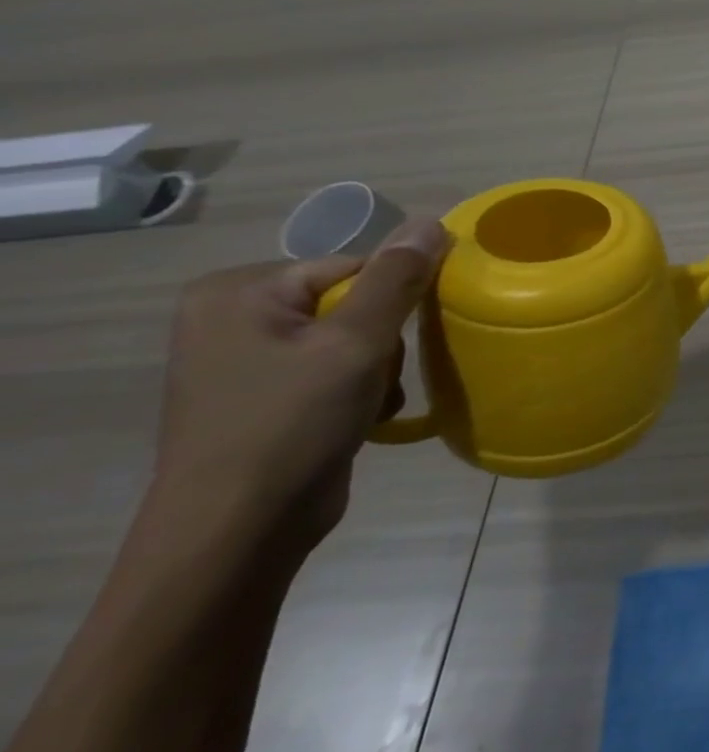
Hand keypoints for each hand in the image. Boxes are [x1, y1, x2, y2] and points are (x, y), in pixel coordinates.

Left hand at [152, 217, 449, 554]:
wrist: (238, 531)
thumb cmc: (290, 424)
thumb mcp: (355, 344)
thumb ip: (397, 279)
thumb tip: (432, 221)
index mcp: (239, 292)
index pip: (353, 267)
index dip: (392, 299)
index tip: (402, 338)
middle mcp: (234, 317)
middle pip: (354, 302)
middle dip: (382, 342)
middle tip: (375, 378)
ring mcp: (247, 360)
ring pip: (354, 339)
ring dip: (378, 370)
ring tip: (366, 404)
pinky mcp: (266, 396)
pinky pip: (336, 370)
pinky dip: (360, 390)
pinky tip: (359, 418)